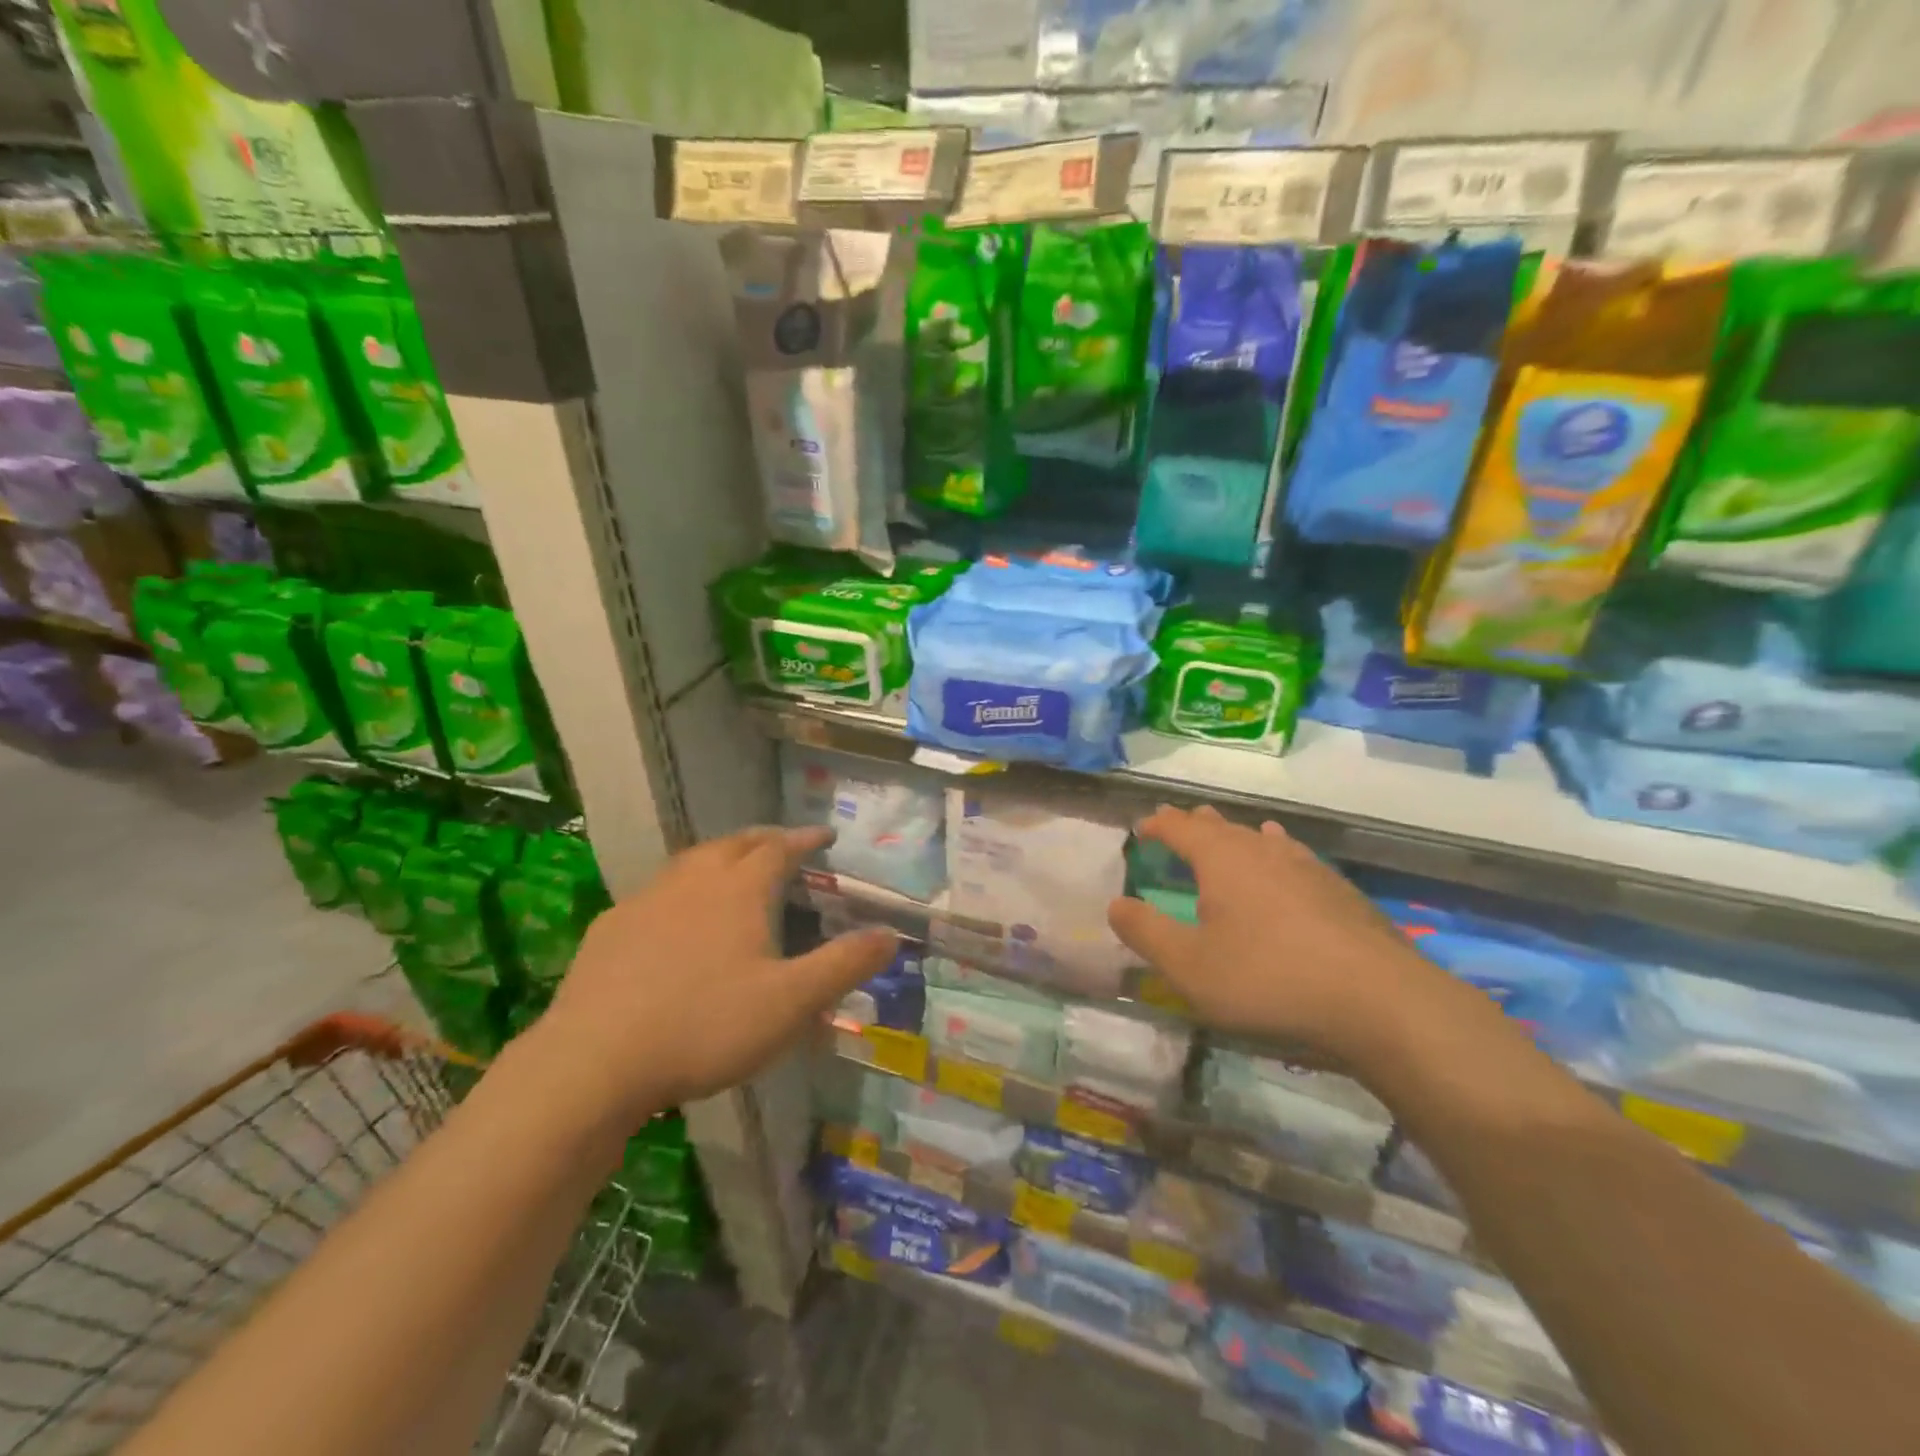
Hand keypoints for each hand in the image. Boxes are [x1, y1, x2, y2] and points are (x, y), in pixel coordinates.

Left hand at [539, 827, 896, 1119]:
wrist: (594, 1061)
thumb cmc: (705, 1026)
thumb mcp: (791, 1003)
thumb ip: (844, 965)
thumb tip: (891, 934)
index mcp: (739, 890)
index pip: (780, 847)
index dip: (804, 838)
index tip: (824, 835)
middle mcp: (693, 881)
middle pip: (734, 843)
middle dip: (764, 839)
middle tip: (783, 844)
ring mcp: (646, 900)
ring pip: (691, 862)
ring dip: (720, 857)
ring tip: (733, 869)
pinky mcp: (610, 928)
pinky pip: (656, 892)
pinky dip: (679, 890)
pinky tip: (673, 918)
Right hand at [1107, 806, 1453, 1067]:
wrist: (1379, 1000)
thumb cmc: (1269, 979)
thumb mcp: (1190, 967)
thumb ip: (1147, 933)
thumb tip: (1115, 903)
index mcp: (1222, 860)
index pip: (1180, 828)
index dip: (1158, 824)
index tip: (1141, 827)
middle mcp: (1262, 850)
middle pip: (1221, 826)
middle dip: (1194, 824)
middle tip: (1177, 821)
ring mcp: (1306, 867)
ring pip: (1259, 838)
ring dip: (1235, 834)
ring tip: (1226, 830)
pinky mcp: (1338, 890)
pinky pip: (1292, 855)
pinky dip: (1275, 849)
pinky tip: (1284, 855)